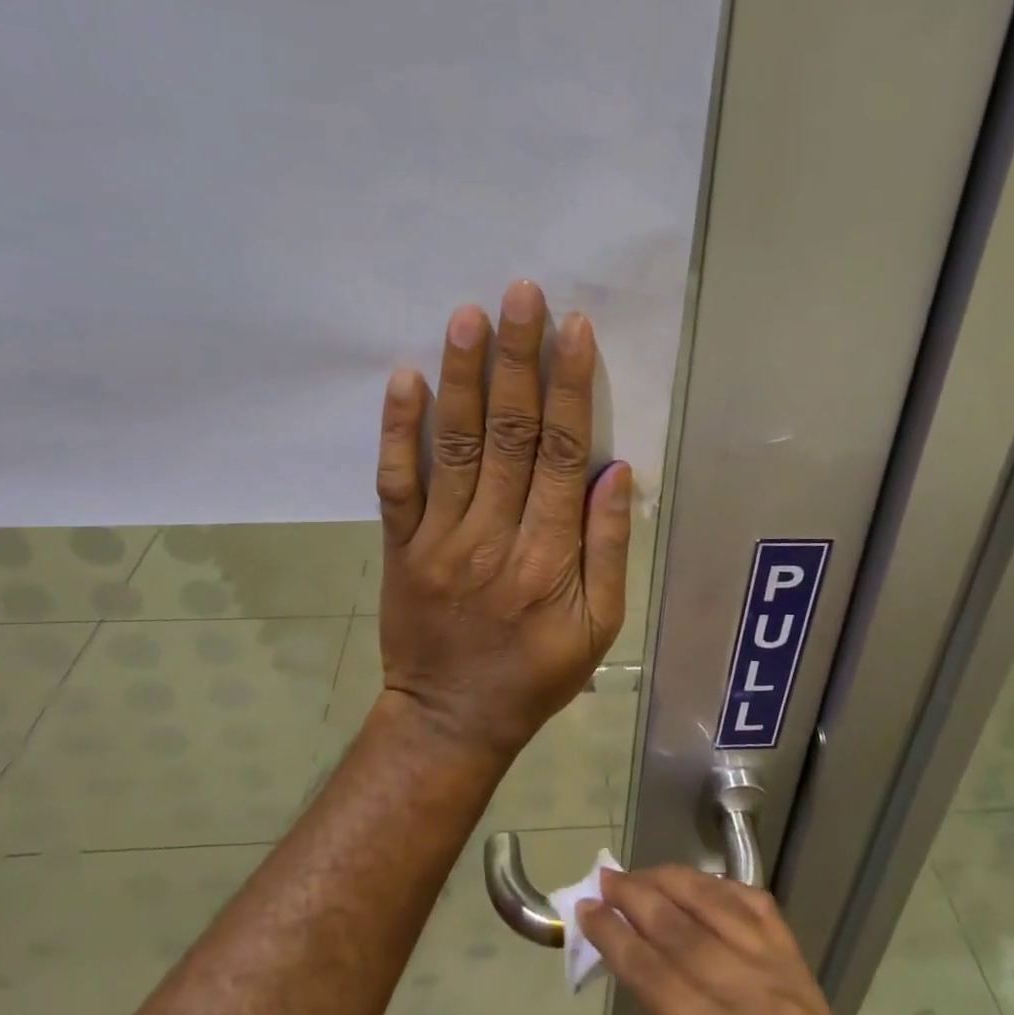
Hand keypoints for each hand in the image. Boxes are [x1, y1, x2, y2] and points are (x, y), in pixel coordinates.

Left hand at [372, 278, 631, 760]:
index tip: (573, 330)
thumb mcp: (598, 627)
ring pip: (455, 446)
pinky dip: (398, 430)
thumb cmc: (536, 674)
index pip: (564, 455)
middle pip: (511, 434)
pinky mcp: (400, 546)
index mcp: (549, 556)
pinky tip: (404, 379)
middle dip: (518, 360)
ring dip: (463, 377)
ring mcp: (439, 538)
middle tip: (520, 295)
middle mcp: (494, 536)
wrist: (450, 720)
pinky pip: (396, 483)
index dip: (571, 388)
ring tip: (468, 316)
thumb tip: (617, 471)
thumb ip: (607, 547)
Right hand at [579, 866, 897, 1014]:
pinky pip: (761, 909)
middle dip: (638, 898)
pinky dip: (724, 888)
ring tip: (640, 872)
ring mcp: (788, 978)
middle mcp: (760, 1000)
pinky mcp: (806, 971)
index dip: (615, 937)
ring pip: (722, 906)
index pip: (656, 975)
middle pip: (685, 930)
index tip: (585, 909)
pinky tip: (698, 881)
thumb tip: (641, 970)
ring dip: (675, 881)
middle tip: (604, 878)